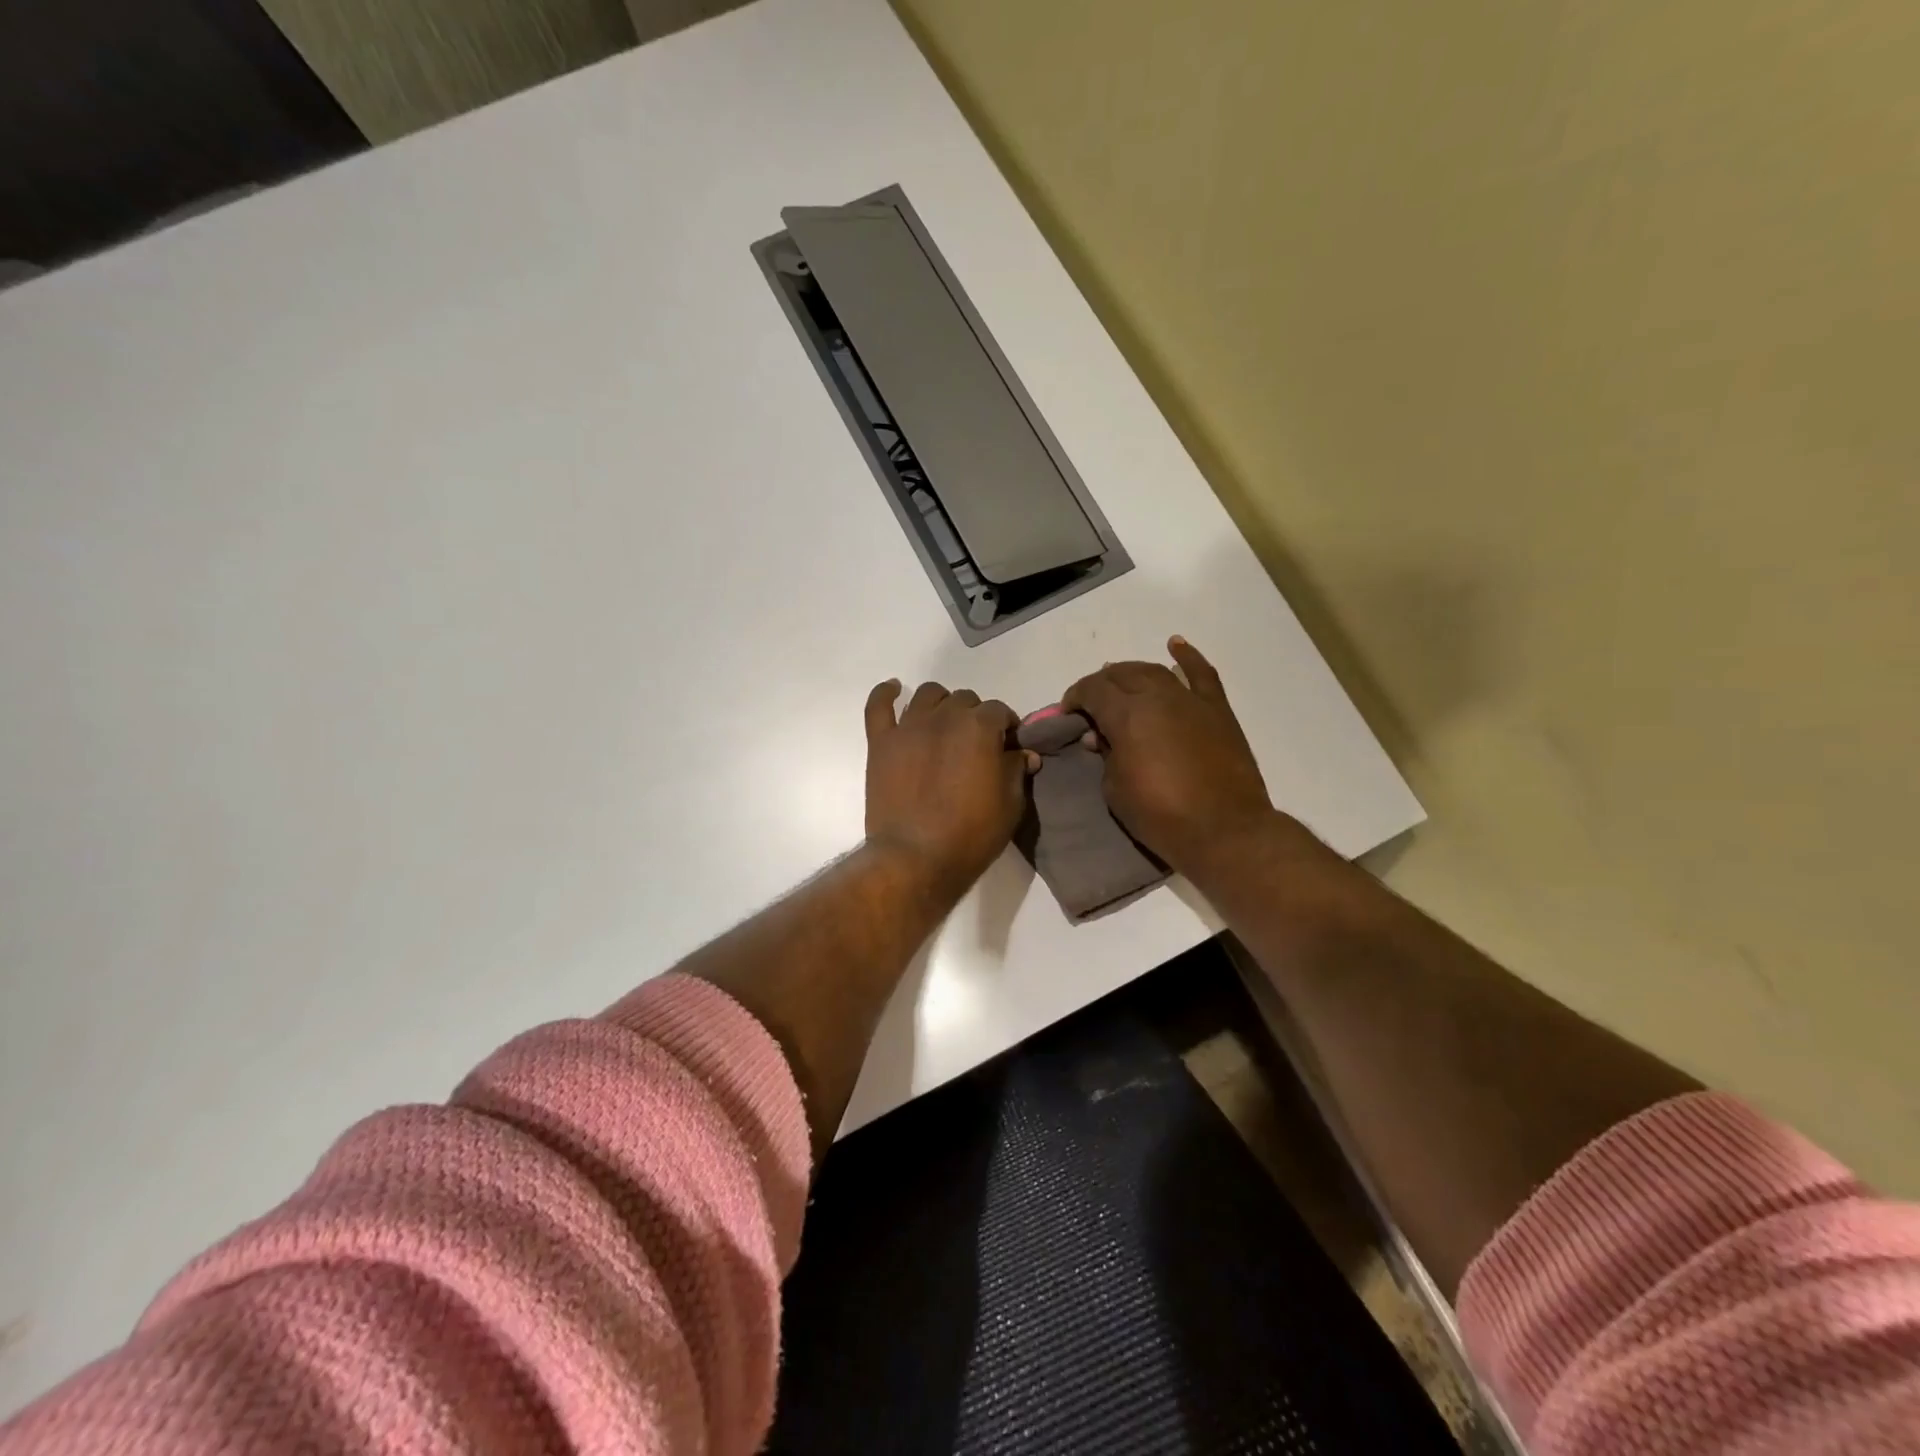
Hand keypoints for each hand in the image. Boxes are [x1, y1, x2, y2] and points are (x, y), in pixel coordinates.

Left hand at [864, 680, 1036, 900]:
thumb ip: (1016, 771)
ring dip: (942, 705)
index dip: (1006, 728)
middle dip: (975, 717)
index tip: (1008, 747)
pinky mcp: (881, 742)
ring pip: (928, 696)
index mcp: (979, 727)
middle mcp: (944, 717)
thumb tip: (1023, 753)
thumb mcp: (1010, 805)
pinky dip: (886, 693)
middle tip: (976, 746)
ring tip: (945, 726)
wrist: (915, 857)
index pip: (999, 711)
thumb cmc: (971, 834)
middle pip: (964, 700)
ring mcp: (909, 727)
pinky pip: (879, 706)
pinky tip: (895, 690)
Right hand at [1063, 637, 1276, 877]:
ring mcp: (1191, 700)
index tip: (1068, 712)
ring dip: (1133, 672)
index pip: (1093, 690)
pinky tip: (1176, 645)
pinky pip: (1202, 674)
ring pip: (1155, 671)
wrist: (1224, 830)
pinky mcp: (1217, 711)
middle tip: (1092, 703)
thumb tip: (1103, 738)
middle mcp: (1158, 696)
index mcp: (1127, 715)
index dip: (1075, 697)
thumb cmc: (1161, 815)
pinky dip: (1188, 657)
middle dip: (1101, 684)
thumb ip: (1106, 755)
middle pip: (1122, 674)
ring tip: (1121, 681)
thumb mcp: (1115, 789)